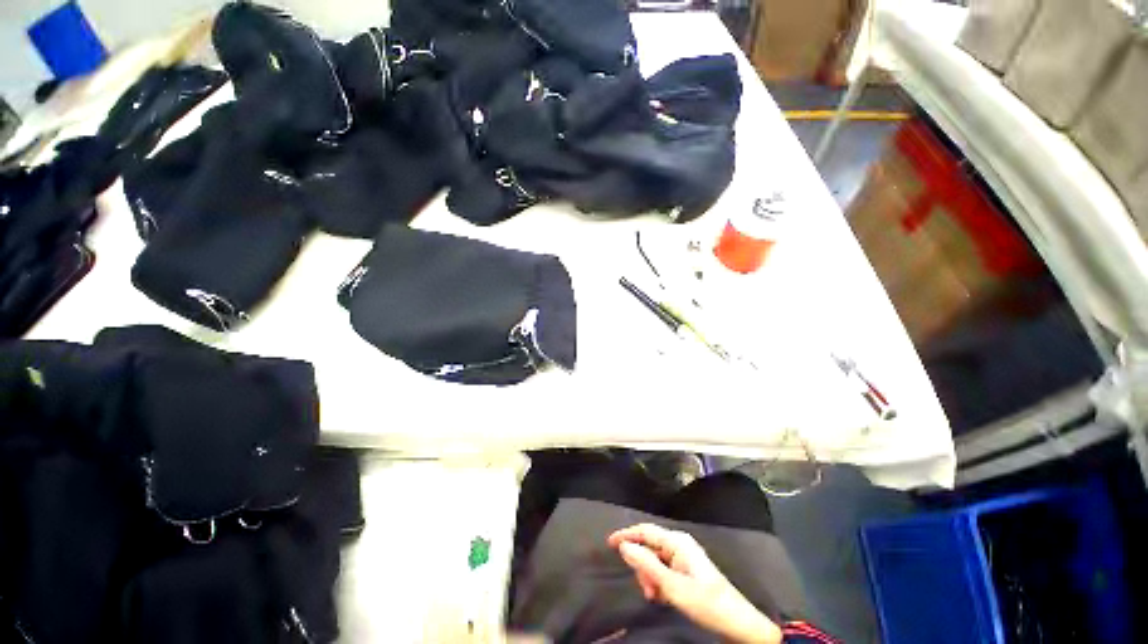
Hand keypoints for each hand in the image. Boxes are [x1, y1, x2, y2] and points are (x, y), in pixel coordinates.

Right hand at [608, 524, 781, 643]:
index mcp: (677, 541)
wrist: (736, 621)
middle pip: (649, 546)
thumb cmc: (705, 601)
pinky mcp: (686, 568)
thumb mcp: (673, 586)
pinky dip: (659, 581)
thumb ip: (647, 565)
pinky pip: (664, 569)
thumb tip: (624, 546)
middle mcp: (679, 544)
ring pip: (655, 560)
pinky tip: (662, 595)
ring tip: (656, 596)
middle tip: (646, 589)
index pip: (645, 531)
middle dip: (642, 566)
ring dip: (650, 577)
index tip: (609, 542)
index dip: (626, 534)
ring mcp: (683, 556)